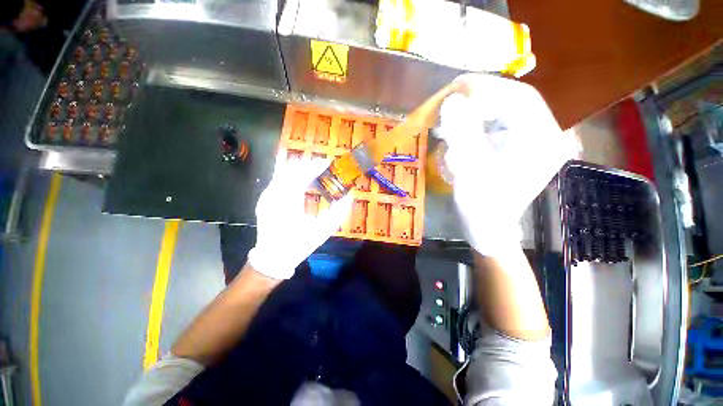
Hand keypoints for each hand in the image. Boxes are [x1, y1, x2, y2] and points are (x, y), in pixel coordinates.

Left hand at [248, 159, 352, 279]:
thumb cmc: (298, 245)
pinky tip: (302, 180)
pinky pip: (279, 179)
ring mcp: (266, 195)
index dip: (316, 165)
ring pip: (283, 171)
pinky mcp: (265, 198)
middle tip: (323, 166)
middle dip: (308, 164)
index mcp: (288, 201)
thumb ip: (338, 213)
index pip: (302, 174)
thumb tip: (349, 197)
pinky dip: (292, 175)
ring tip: (314, 171)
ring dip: (299, 168)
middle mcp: (274, 193)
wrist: (272, 258)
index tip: (328, 162)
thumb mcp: (322, 231)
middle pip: (290, 167)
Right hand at [439, 74, 577, 254]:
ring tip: (453, 114)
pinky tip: (461, 131)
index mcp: (540, 140)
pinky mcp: (517, 151)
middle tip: (451, 98)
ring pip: (504, 114)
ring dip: (477, 111)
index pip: (518, 97)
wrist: (489, 230)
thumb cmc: (482, 205)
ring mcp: (531, 144)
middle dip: (480, 98)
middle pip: (512, 102)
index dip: (486, 86)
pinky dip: (477, 125)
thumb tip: (452, 100)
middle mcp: (542, 137)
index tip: (456, 86)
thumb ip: (463, 133)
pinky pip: (498, 128)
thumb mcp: (470, 169)